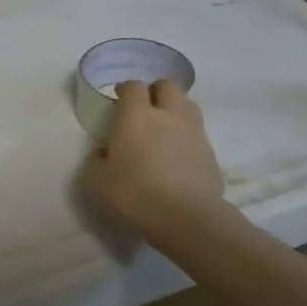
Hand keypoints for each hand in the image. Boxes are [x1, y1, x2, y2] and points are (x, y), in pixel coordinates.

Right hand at [80, 79, 225, 233]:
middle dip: (155, 91)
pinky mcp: (211, 154)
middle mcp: (168, 115)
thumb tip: (104, 152)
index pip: (133, 86)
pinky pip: (197, 133)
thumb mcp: (95, 180)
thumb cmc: (133, 194)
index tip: (118, 99)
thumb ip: (96, 159)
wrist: (186, 219)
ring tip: (163, 127)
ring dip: (175, 109)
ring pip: (188, 105)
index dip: (125, 89)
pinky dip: (187, 135)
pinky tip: (177, 154)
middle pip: (168, 86)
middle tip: (144, 108)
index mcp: (136, 116)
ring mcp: (194, 133)